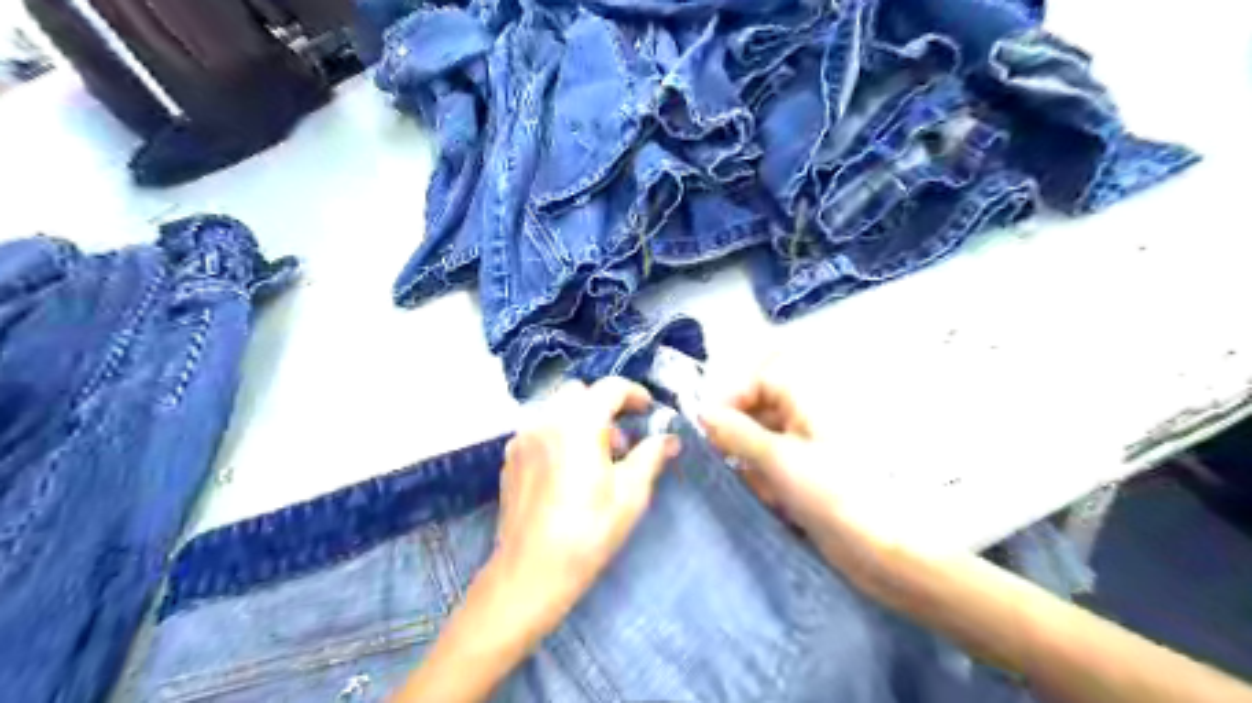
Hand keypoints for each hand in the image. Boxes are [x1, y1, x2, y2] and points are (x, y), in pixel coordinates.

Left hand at [491, 381, 683, 633]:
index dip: (634, 394)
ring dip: (582, 419)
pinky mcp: (510, 457)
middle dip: (605, 406)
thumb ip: (651, 456)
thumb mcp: (630, 494)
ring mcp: (523, 437)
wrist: (530, 572)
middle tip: (623, 440)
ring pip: (557, 409)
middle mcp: (546, 420)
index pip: (610, 388)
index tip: (648, 410)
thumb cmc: (588, 531)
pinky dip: (560, 434)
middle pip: (580, 393)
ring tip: (597, 458)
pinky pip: (540, 428)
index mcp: (578, 423)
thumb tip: (670, 438)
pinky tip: (569, 470)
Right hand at [699, 369, 834, 532]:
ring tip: (762, 488)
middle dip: (739, 436)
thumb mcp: (775, 459)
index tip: (708, 428)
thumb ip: (735, 432)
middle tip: (726, 461)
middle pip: (758, 409)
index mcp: (808, 396)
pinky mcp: (808, 471)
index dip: (730, 399)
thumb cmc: (830, 492)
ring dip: (752, 462)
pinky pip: (773, 463)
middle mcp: (808, 413)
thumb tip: (702, 413)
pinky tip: (775, 501)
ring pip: (762, 439)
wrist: (879, 547)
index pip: (758, 380)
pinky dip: (766, 479)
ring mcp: (809, 443)